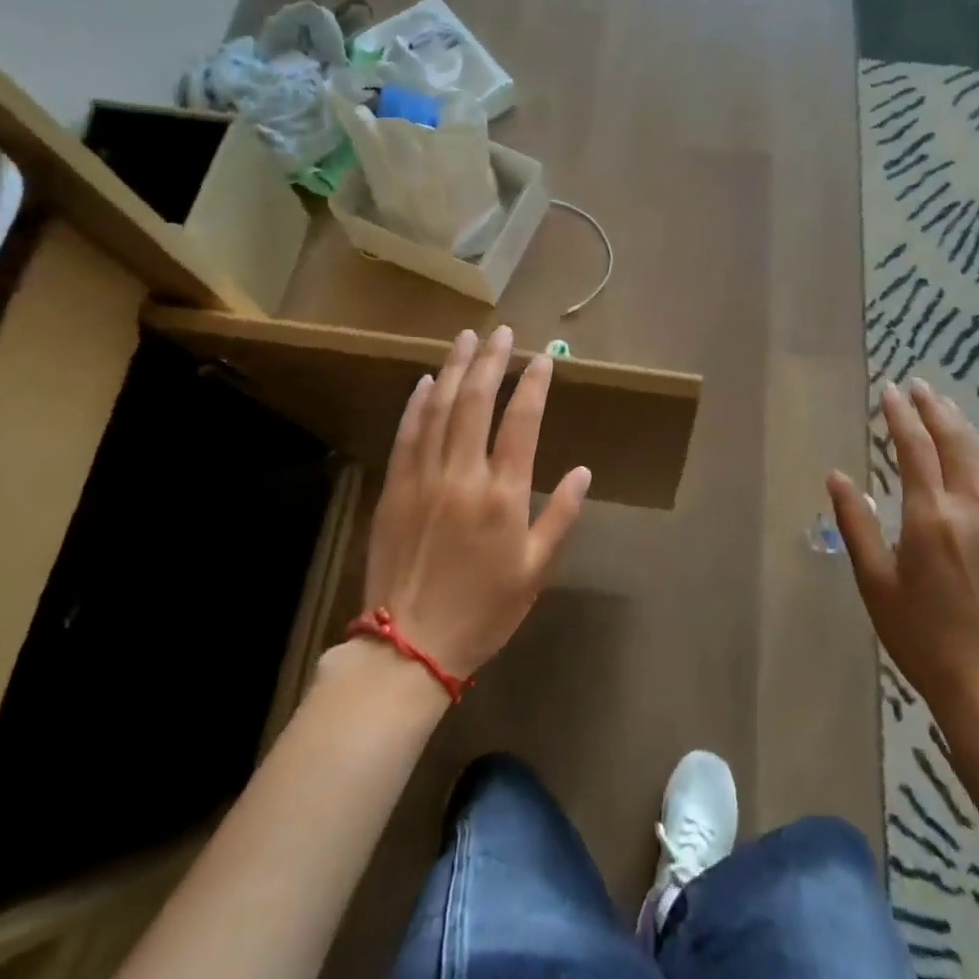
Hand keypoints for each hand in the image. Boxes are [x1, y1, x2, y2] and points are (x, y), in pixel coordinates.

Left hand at [361, 326, 591, 681]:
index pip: (522, 423)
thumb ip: (560, 517)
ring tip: (465, 338)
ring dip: (453, 369)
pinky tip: (426, 381)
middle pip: (476, 402)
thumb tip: (583, 472)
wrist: (409, 647)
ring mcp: (423, 478)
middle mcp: (463, 475)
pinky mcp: (394, 488)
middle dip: (490, 361)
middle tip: (500, 331)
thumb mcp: (535, 571)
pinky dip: (417, 403)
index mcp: (503, 495)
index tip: (542, 358)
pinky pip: (407, 434)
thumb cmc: (483, 611)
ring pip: (439, 409)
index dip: (534, 385)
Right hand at [828, 379, 978, 778]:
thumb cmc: (921, 638)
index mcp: (930, 517)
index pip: (914, 449)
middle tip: (918, 386)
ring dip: (964, 428)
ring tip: (947, 409)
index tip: (888, 390)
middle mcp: (971, 510)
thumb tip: (838, 477)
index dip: (900, 415)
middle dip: (934, 408)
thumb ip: (856, 524)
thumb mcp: (875, 583)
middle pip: (955, 443)